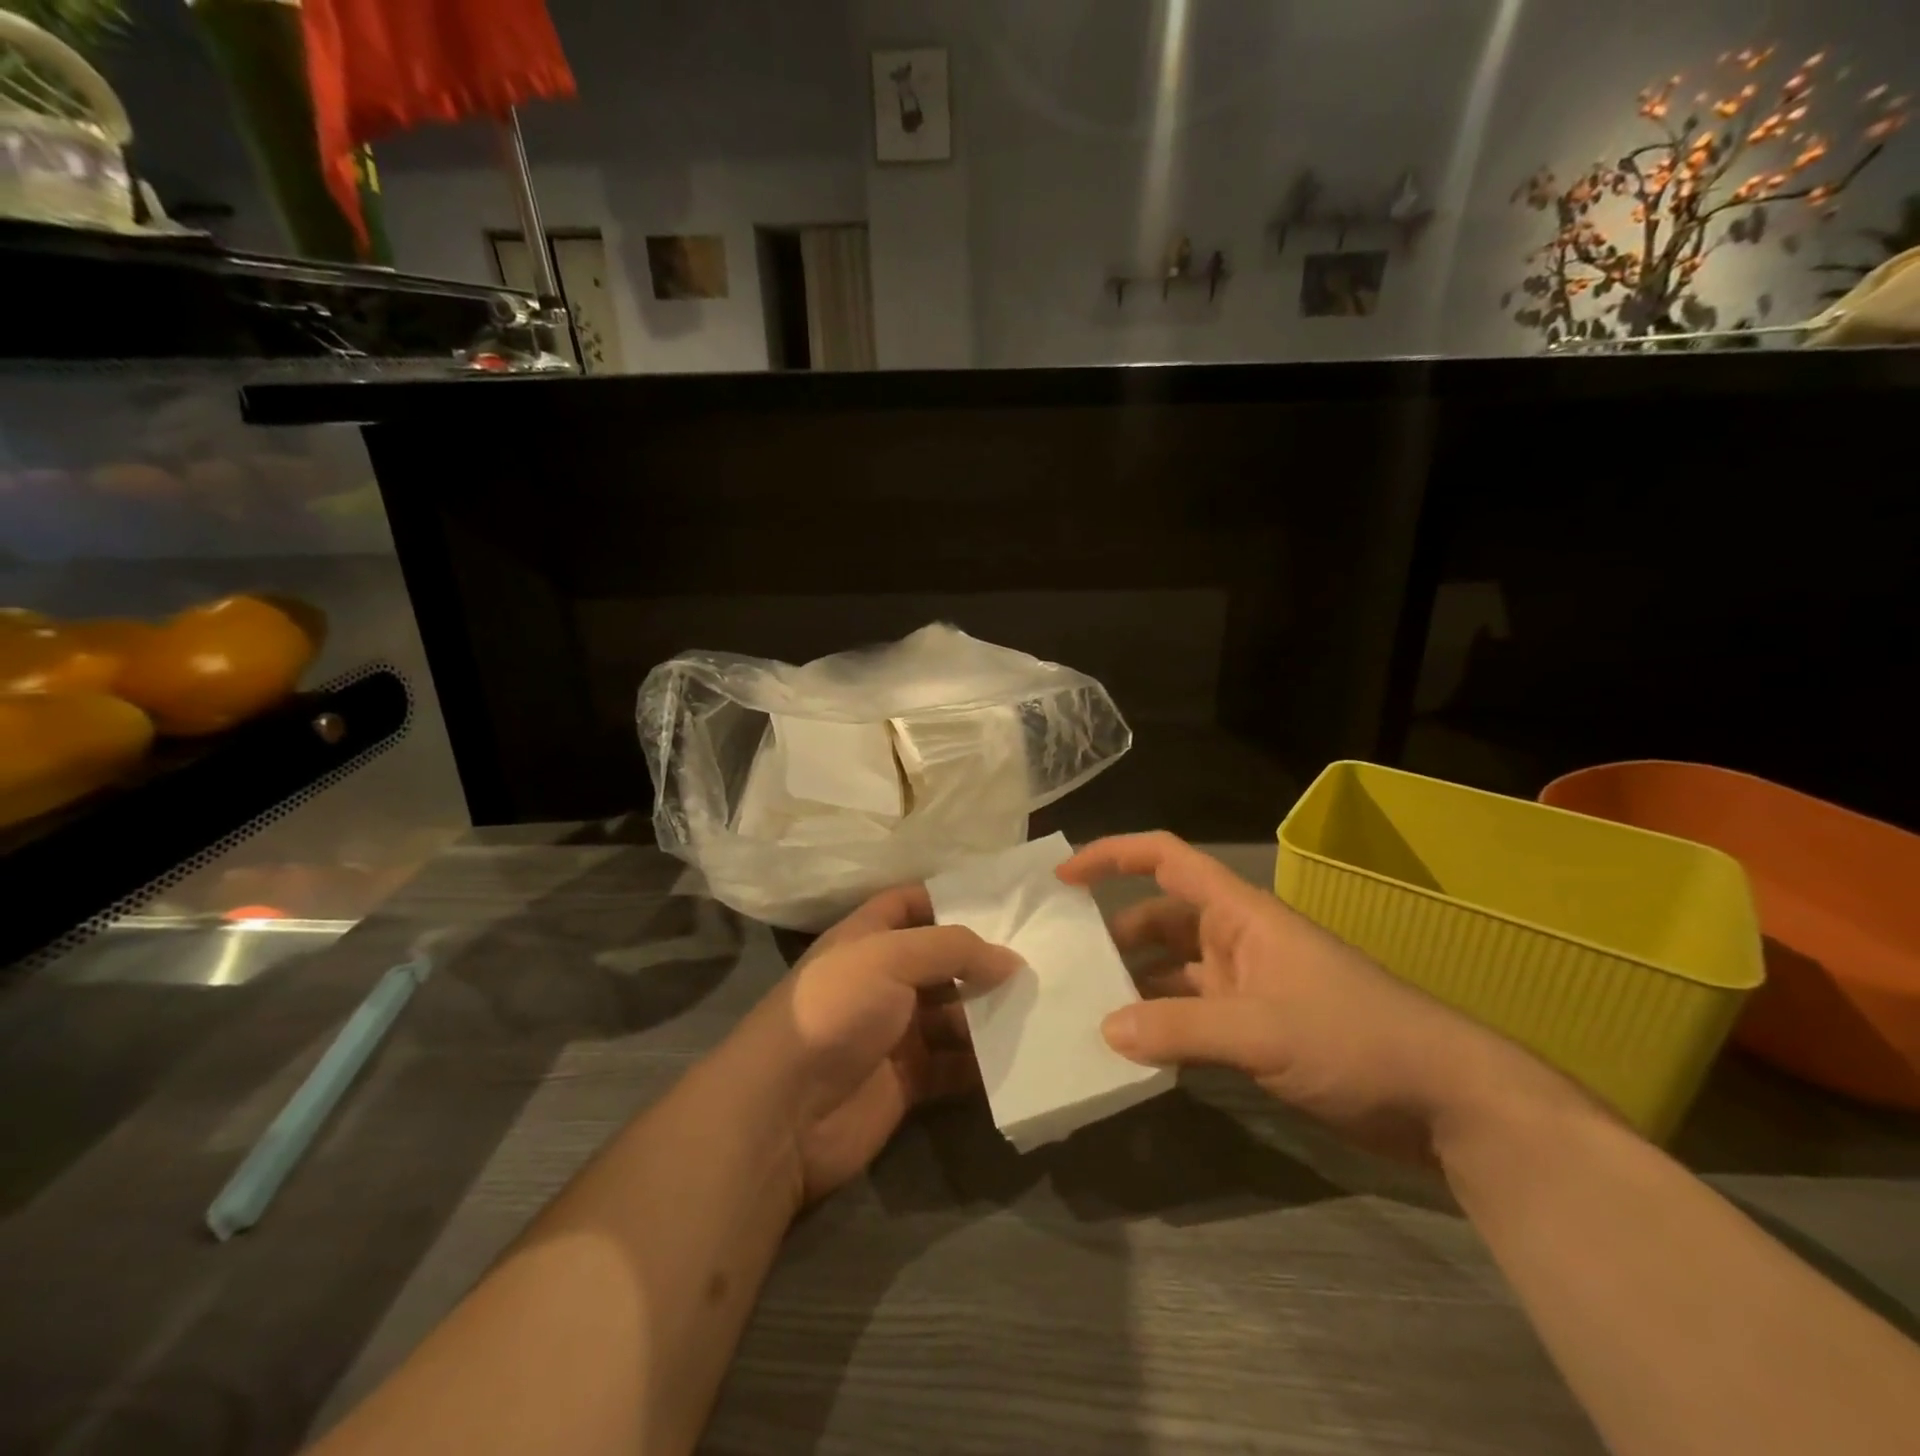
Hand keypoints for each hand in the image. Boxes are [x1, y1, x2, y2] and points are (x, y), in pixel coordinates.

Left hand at [746, 886, 1018, 1204]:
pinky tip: (1022, 1054)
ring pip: (953, 1015)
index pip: (910, 903)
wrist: (784, 1110)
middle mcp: (881, 980)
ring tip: (1042, 1004)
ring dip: (990, 1012)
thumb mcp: (891, 957)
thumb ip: (953, 950)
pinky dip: (983, 1063)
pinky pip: (954, 1066)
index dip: (949, 897)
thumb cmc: (835, 1010)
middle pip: (940, 962)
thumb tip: (1011, 959)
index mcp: (867, 939)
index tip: (1002, 902)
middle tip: (1040, 959)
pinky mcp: (906, 1081)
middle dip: (983, 961)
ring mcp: (893, 1032)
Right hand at [1058, 832, 1579, 1163]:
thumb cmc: (1355, 1036)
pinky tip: (1133, 1052)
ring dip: (1134, 986)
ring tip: (1084, 1011)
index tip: (1064, 876)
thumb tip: (1105, 1030)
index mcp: (1239, 913)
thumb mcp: (1262, 1030)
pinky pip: (1191, 1015)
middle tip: (1063, 964)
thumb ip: (1179, 1028)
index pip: (1165, 858)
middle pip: (1159, 919)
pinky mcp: (1257, 1028)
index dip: (1112, 855)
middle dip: (1113, 935)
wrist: (1446, 1100)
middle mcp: (1235, 939)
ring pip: (1171, 971)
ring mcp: (1246, 985)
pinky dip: (1161, 1026)